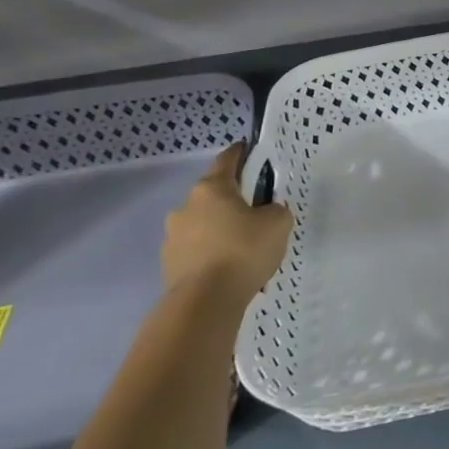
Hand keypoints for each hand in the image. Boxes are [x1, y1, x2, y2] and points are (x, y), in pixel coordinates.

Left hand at [162, 144, 293, 300]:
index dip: (240, 153)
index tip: (249, 148)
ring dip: (222, 231)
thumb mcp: (278, 222)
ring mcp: (173, 236)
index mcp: (211, 189)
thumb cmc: (244, 250)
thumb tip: (265, 212)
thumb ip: (274, 210)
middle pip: (214, 196)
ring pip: (205, 225)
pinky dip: (214, 255)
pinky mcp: (170, 263)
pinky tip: (232, 271)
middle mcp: (186, 207)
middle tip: (257, 215)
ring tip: (245, 252)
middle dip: (233, 202)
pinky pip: (198, 251)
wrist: (205, 300)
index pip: (227, 160)